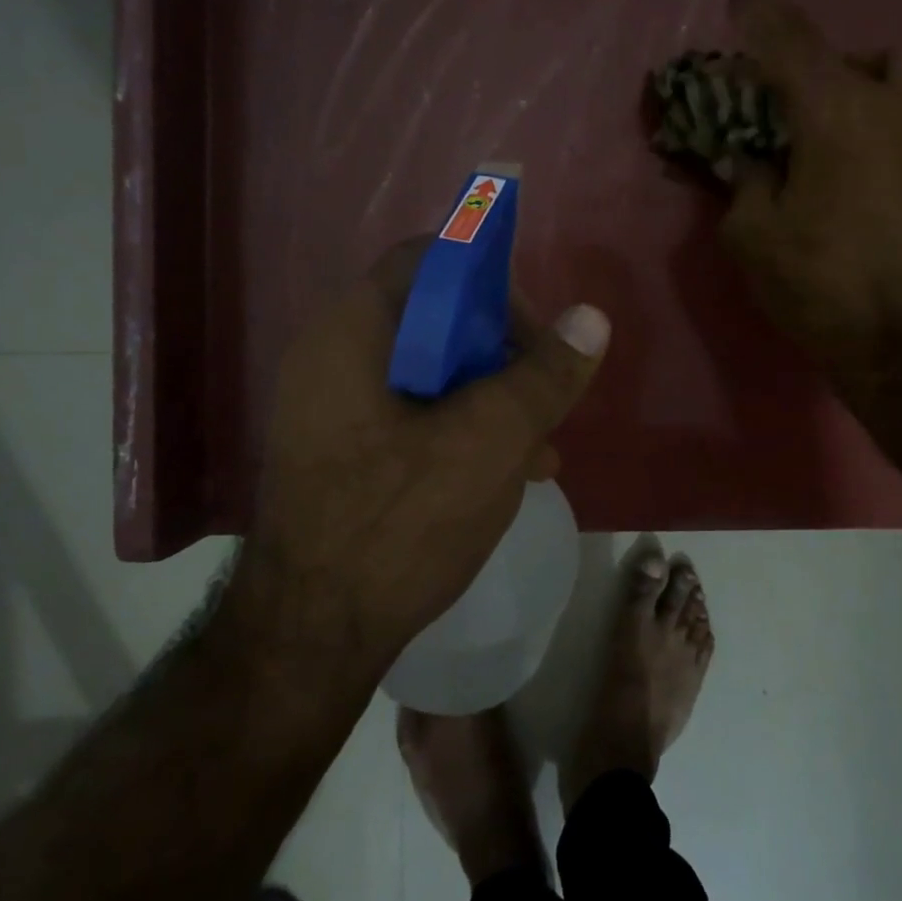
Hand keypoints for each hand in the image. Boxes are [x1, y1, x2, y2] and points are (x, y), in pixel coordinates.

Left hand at [243, 239, 609, 667]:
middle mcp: (331, 358)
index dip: (490, 283)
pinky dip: (460, 432)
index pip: (427, 261)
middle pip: (433, 320)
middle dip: (501, 356)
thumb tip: (591, 318)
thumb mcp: (489, 442)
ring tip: (539, 450)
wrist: (309, 639)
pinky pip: (411, 418)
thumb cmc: (398, 525)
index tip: (533, 336)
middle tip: (543, 399)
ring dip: (490, 401)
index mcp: (351, 334)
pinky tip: (504, 477)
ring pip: (429, 376)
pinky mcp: (342, 453)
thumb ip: (543, 376)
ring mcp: (332, 410)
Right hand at [720, 0, 901, 394]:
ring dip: (883, 90)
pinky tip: (882, 174)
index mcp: (838, 114)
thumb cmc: (820, 285)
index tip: (741, 2)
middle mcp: (901, 106)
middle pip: (877, 51)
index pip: (791, 44)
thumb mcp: (753, 237)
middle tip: (809, 107)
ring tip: (852, 137)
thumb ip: (746, 184)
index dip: (760, 18)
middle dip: (839, 67)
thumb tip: (754, 161)